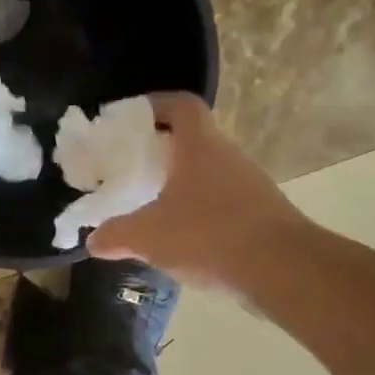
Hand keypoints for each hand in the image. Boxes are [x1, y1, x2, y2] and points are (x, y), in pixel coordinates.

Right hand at [89, 92, 302, 289]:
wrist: (281, 269)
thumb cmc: (208, 235)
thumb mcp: (149, 236)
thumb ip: (116, 235)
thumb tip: (93, 240)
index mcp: (199, 145)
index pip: (180, 105)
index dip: (154, 105)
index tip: (128, 120)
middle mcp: (227, 155)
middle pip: (192, 139)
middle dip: (160, 150)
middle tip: (131, 169)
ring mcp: (248, 184)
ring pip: (206, 173)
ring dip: (180, 184)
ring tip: (150, 207)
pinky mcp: (259, 214)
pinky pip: (220, 202)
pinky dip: (197, 211)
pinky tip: (180, 239)